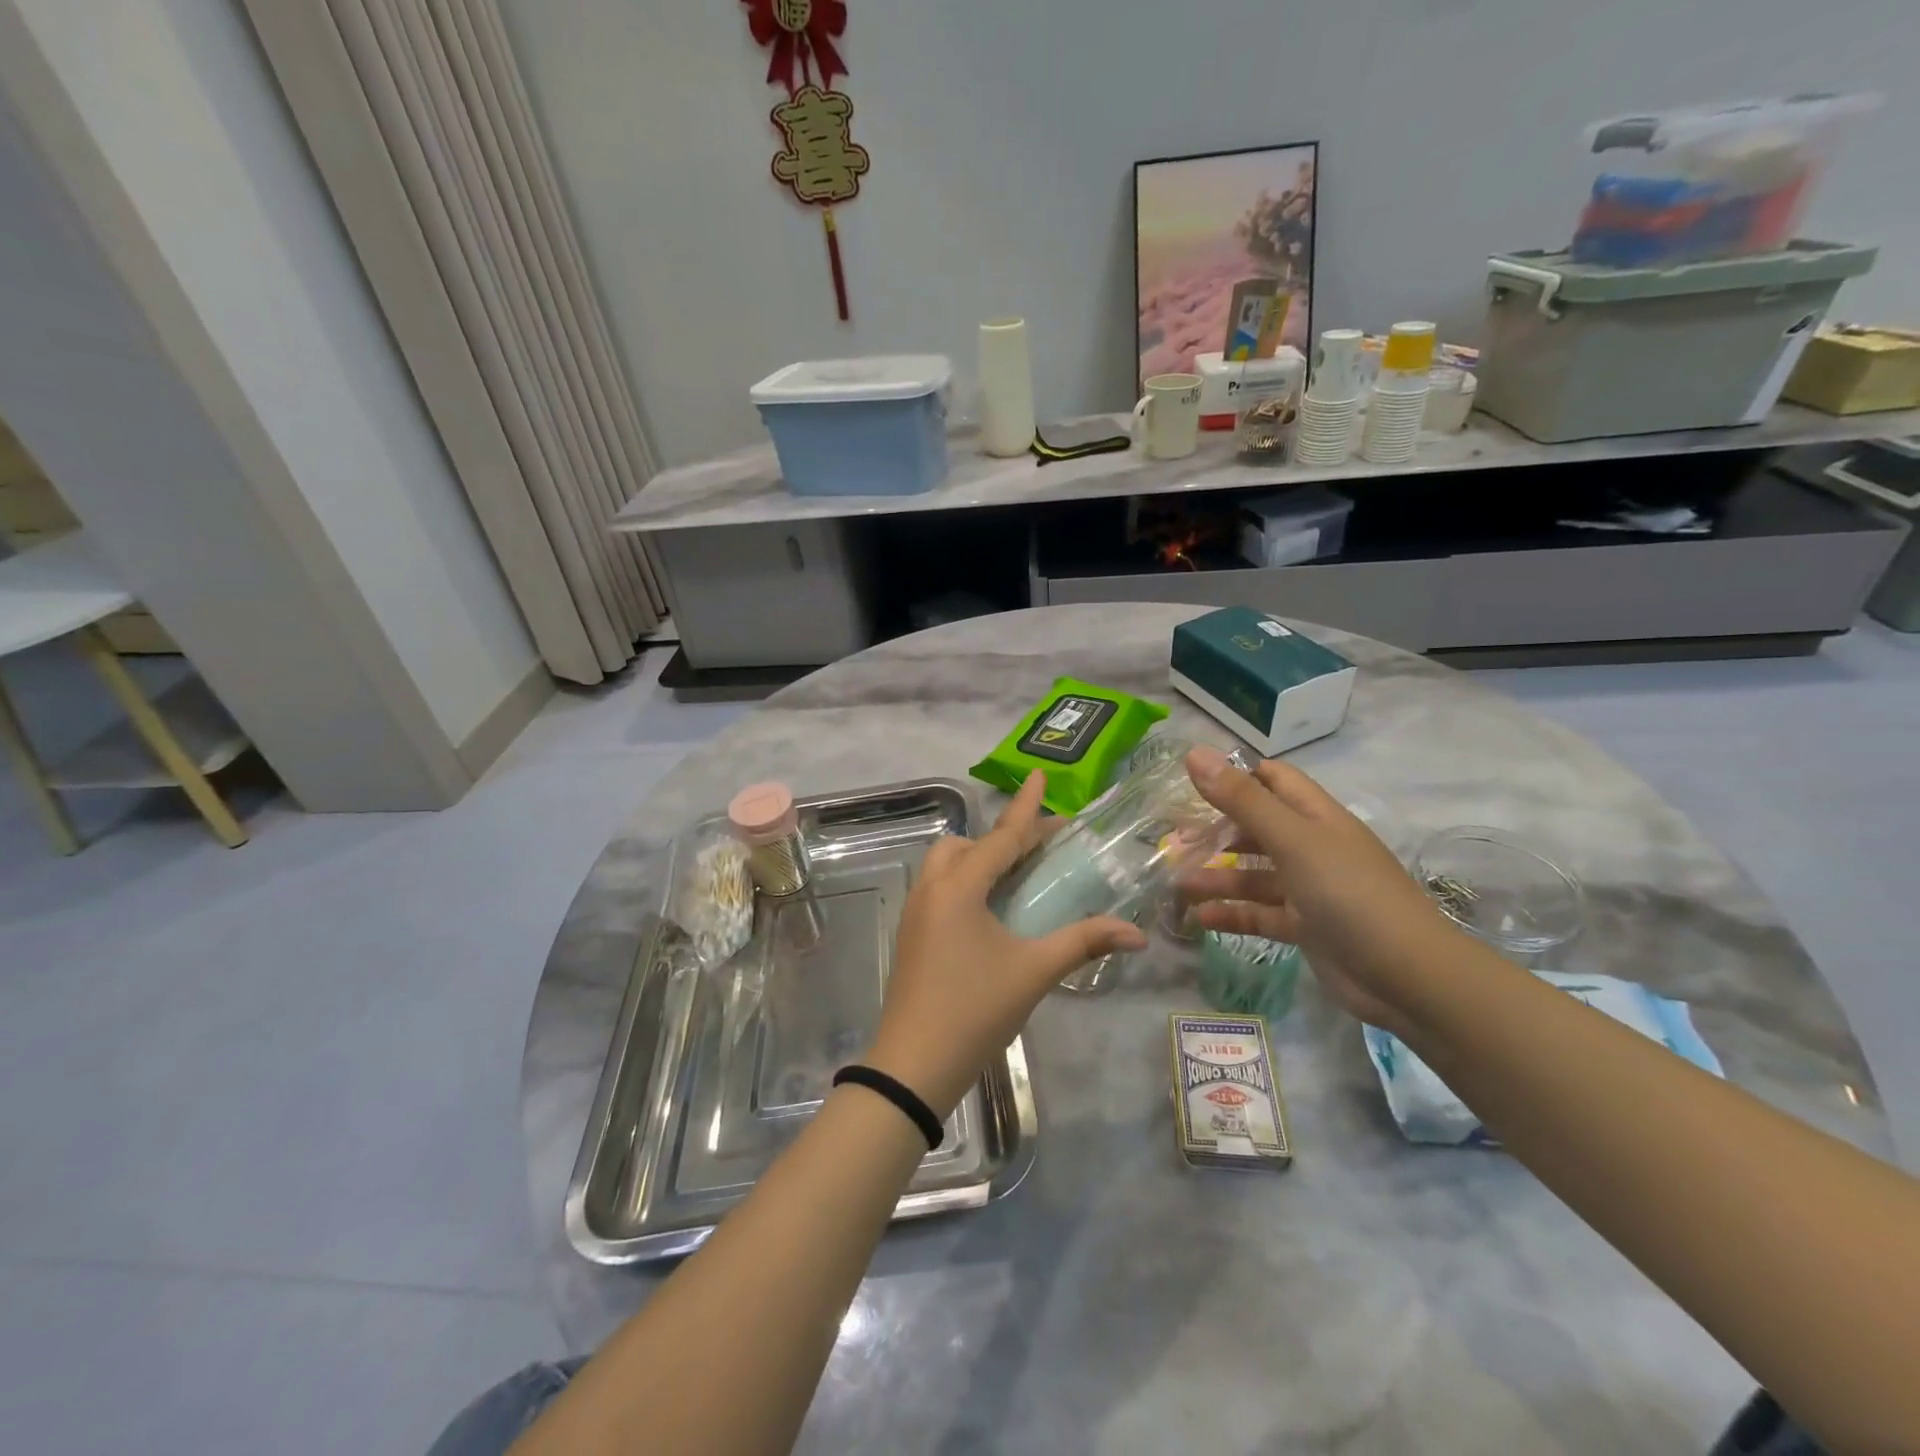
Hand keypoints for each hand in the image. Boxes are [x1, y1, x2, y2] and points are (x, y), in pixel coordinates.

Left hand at [865, 771, 1147, 1117]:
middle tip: (1042, 846)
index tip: (1039, 773)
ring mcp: (916, 911)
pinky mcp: (912, 933)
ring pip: (947, 864)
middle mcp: (932, 889)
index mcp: (959, 887)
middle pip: (968, 844)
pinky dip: (966, 880)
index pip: (1001, 836)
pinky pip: (939, 887)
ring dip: (980, 858)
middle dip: (1004, 837)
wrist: (913, 1063)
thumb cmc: (974, 1009)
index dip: (1026, 806)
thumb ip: (1084, 942)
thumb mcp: (1034, 971)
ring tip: (1017, 875)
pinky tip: (990, 908)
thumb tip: (1137, 934)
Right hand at [1180, 746, 1455, 1032]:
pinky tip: (1201, 918)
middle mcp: (1314, 847)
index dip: (1236, 776)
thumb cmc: (1348, 893)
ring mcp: (1311, 889)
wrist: (1406, 976)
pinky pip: (1261, 914)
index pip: (1273, 780)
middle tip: (1175, 841)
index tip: (1192, 783)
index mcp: (1316, 817)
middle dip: (1217, 832)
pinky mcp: (1307, 928)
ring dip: (1218, 878)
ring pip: (1255, 875)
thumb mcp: (1292, 840)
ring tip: (1178, 885)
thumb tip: (1194, 753)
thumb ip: (1242, 799)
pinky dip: (1233, 914)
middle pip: (1258, 828)